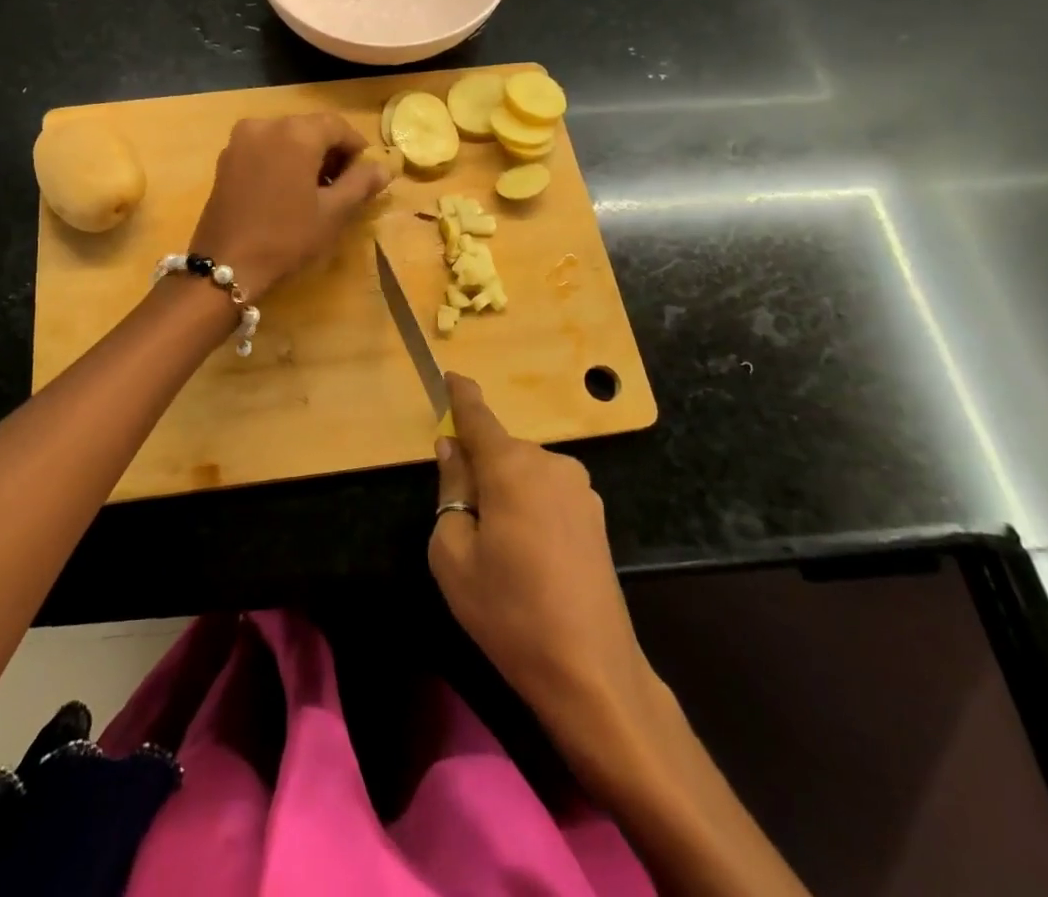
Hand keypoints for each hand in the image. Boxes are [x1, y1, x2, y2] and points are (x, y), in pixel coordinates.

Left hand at [189, 113, 387, 300]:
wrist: (226, 264)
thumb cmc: (286, 237)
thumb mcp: (333, 213)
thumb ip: (361, 184)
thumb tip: (383, 168)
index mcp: (297, 132)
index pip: (338, 127)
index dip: (356, 149)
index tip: (364, 176)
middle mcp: (266, 124)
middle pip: (310, 129)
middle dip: (330, 152)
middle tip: (342, 187)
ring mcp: (241, 140)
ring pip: (285, 138)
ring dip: (305, 157)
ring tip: (314, 192)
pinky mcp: (225, 159)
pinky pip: (264, 149)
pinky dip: (281, 161)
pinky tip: (286, 192)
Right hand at [429, 374, 669, 785]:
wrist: (591, 671)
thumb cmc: (509, 611)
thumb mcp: (453, 553)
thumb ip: (451, 489)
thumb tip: (453, 450)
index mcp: (511, 466)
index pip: (478, 418)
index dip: (461, 396)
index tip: (451, 375)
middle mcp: (550, 463)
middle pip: (501, 450)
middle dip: (480, 468)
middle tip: (464, 521)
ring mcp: (580, 489)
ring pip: (526, 473)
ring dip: (507, 491)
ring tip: (500, 549)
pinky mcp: (596, 516)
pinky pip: (548, 493)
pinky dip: (530, 507)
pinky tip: (531, 556)